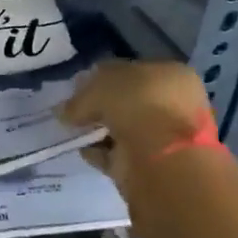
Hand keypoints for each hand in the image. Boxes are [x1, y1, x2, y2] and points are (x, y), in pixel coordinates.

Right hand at [59, 59, 214, 182]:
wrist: (160, 156)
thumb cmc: (136, 104)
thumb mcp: (99, 86)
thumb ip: (80, 97)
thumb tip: (63, 110)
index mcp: (171, 75)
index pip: (132, 71)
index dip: (103, 78)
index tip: (79, 88)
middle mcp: (174, 104)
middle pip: (128, 102)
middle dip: (101, 107)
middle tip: (75, 111)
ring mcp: (165, 137)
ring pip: (124, 129)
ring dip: (100, 131)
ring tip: (76, 132)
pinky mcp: (151, 165)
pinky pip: (119, 154)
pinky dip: (101, 152)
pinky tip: (85, 150)